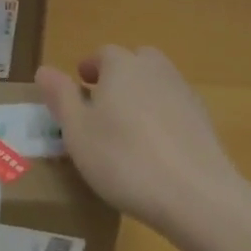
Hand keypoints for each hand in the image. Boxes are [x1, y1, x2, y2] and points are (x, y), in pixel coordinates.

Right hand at [37, 45, 241, 235]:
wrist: (197, 196)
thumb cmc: (124, 159)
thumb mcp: (77, 131)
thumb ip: (61, 97)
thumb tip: (44, 69)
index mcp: (121, 65)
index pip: (103, 54)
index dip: (89, 69)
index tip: (80, 90)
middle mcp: (155, 70)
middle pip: (135, 63)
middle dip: (119, 77)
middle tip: (103, 106)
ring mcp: (184, 95)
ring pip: (157, 85)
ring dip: (142, 98)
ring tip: (128, 132)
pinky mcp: (205, 123)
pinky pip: (176, 111)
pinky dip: (164, 121)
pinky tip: (156, 152)